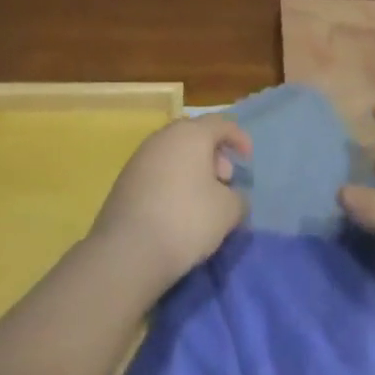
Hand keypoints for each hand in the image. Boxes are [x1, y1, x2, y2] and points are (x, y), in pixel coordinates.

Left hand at [89, 114, 250, 294]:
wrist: (128, 251)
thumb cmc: (186, 220)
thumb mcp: (227, 211)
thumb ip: (238, 198)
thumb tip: (233, 197)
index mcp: (190, 133)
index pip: (221, 124)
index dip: (239, 138)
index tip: (248, 159)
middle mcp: (164, 136)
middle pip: (195, 135)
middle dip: (215, 155)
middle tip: (225, 181)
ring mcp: (140, 156)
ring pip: (175, 153)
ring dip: (193, 169)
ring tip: (203, 198)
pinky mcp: (125, 180)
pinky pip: (158, 170)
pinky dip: (174, 181)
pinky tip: (178, 209)